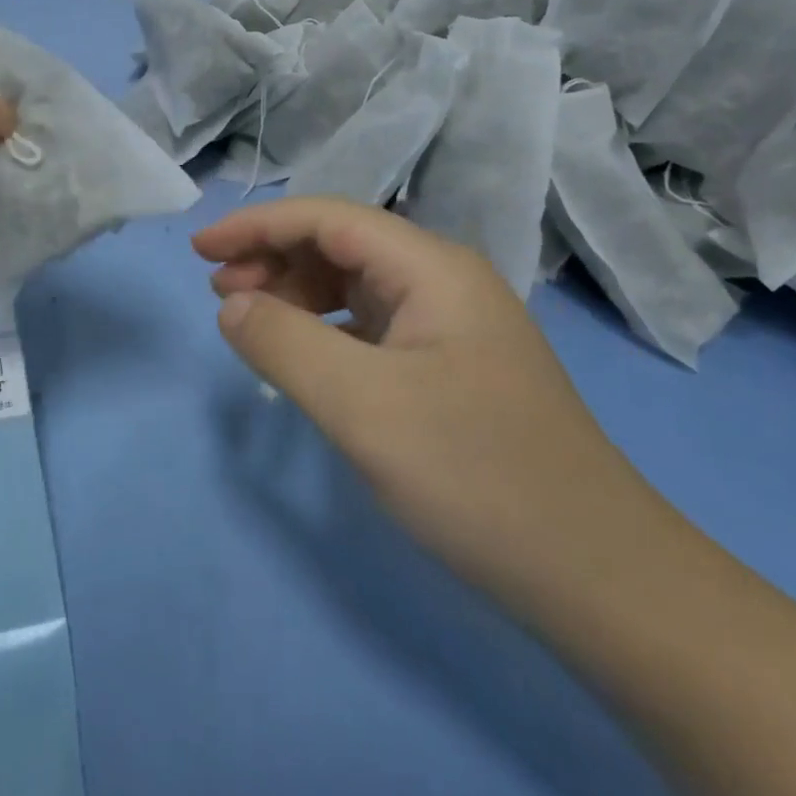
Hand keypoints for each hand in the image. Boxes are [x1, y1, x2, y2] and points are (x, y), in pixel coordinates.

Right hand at [194, 197, 658, 602]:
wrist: (596, 576)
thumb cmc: (475, 475)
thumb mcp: (362, 405)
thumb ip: (283, 343)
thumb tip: (232, 304)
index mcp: (432, 269)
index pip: (327, 218)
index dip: (257, 225)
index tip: (199, 250)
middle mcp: (445, 282)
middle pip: (341, 244)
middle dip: (273, 257)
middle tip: (217, 292)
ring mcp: (452, 326)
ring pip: (354, 284)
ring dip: (296, 291)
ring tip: (248, 319)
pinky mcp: (450, 367)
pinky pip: (370, 325)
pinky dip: (324, 328)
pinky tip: (303, 353)